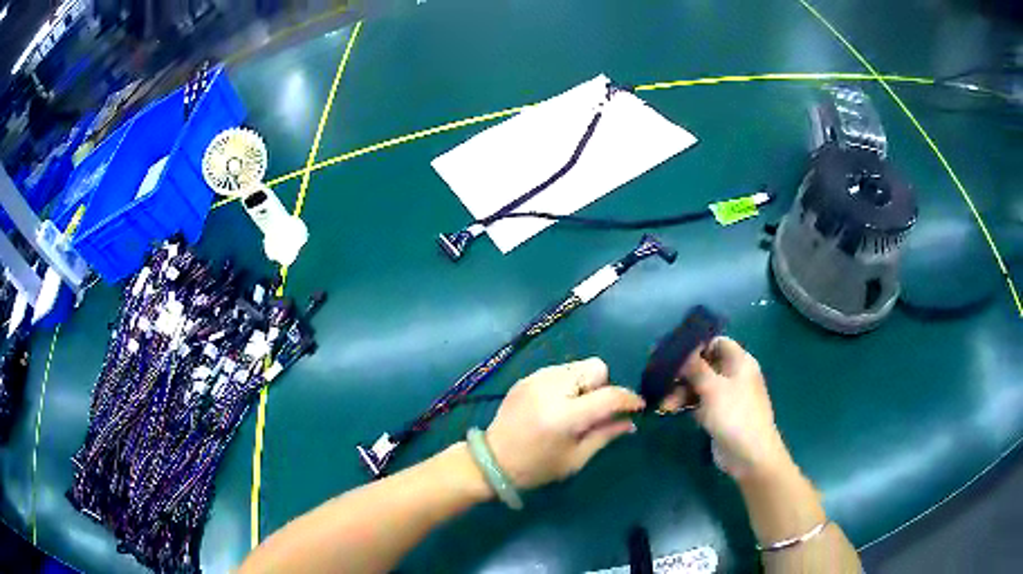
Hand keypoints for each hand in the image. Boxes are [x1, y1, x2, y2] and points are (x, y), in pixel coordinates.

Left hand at [485, 358, 644, 488]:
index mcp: (565, 415)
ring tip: (573, 408)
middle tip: (593, 411)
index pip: (609, 395)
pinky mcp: (526, 377)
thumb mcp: (576, 458)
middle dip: (602, 387)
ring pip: (578, 366)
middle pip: (596, 367)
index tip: (637, 407)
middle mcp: (551, 389)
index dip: (629, 399)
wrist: (492, 460)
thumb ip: (605, 435)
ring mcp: (536, 379)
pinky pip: (559, 370)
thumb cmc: (537, 467)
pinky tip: (556, 404)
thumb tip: (631, 421)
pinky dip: (567, 383)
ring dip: (584, 384)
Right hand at [669, 337, 793, 481]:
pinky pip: (699, 402)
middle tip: (660, 379)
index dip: (695, 345)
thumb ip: (695, 367)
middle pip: (704, 365)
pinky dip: (685, 404)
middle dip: (682, 372)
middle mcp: (733, 375)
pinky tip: (668, 410)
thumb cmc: (735, 415)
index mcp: (739, 362)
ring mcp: (726, 396)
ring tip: (663, 404)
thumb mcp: (713, 388)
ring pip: (699, 385)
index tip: (671, 352)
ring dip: (680, 391)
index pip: (716, 343)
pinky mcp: (718, 414)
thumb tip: (681, 349)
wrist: (749, 455)